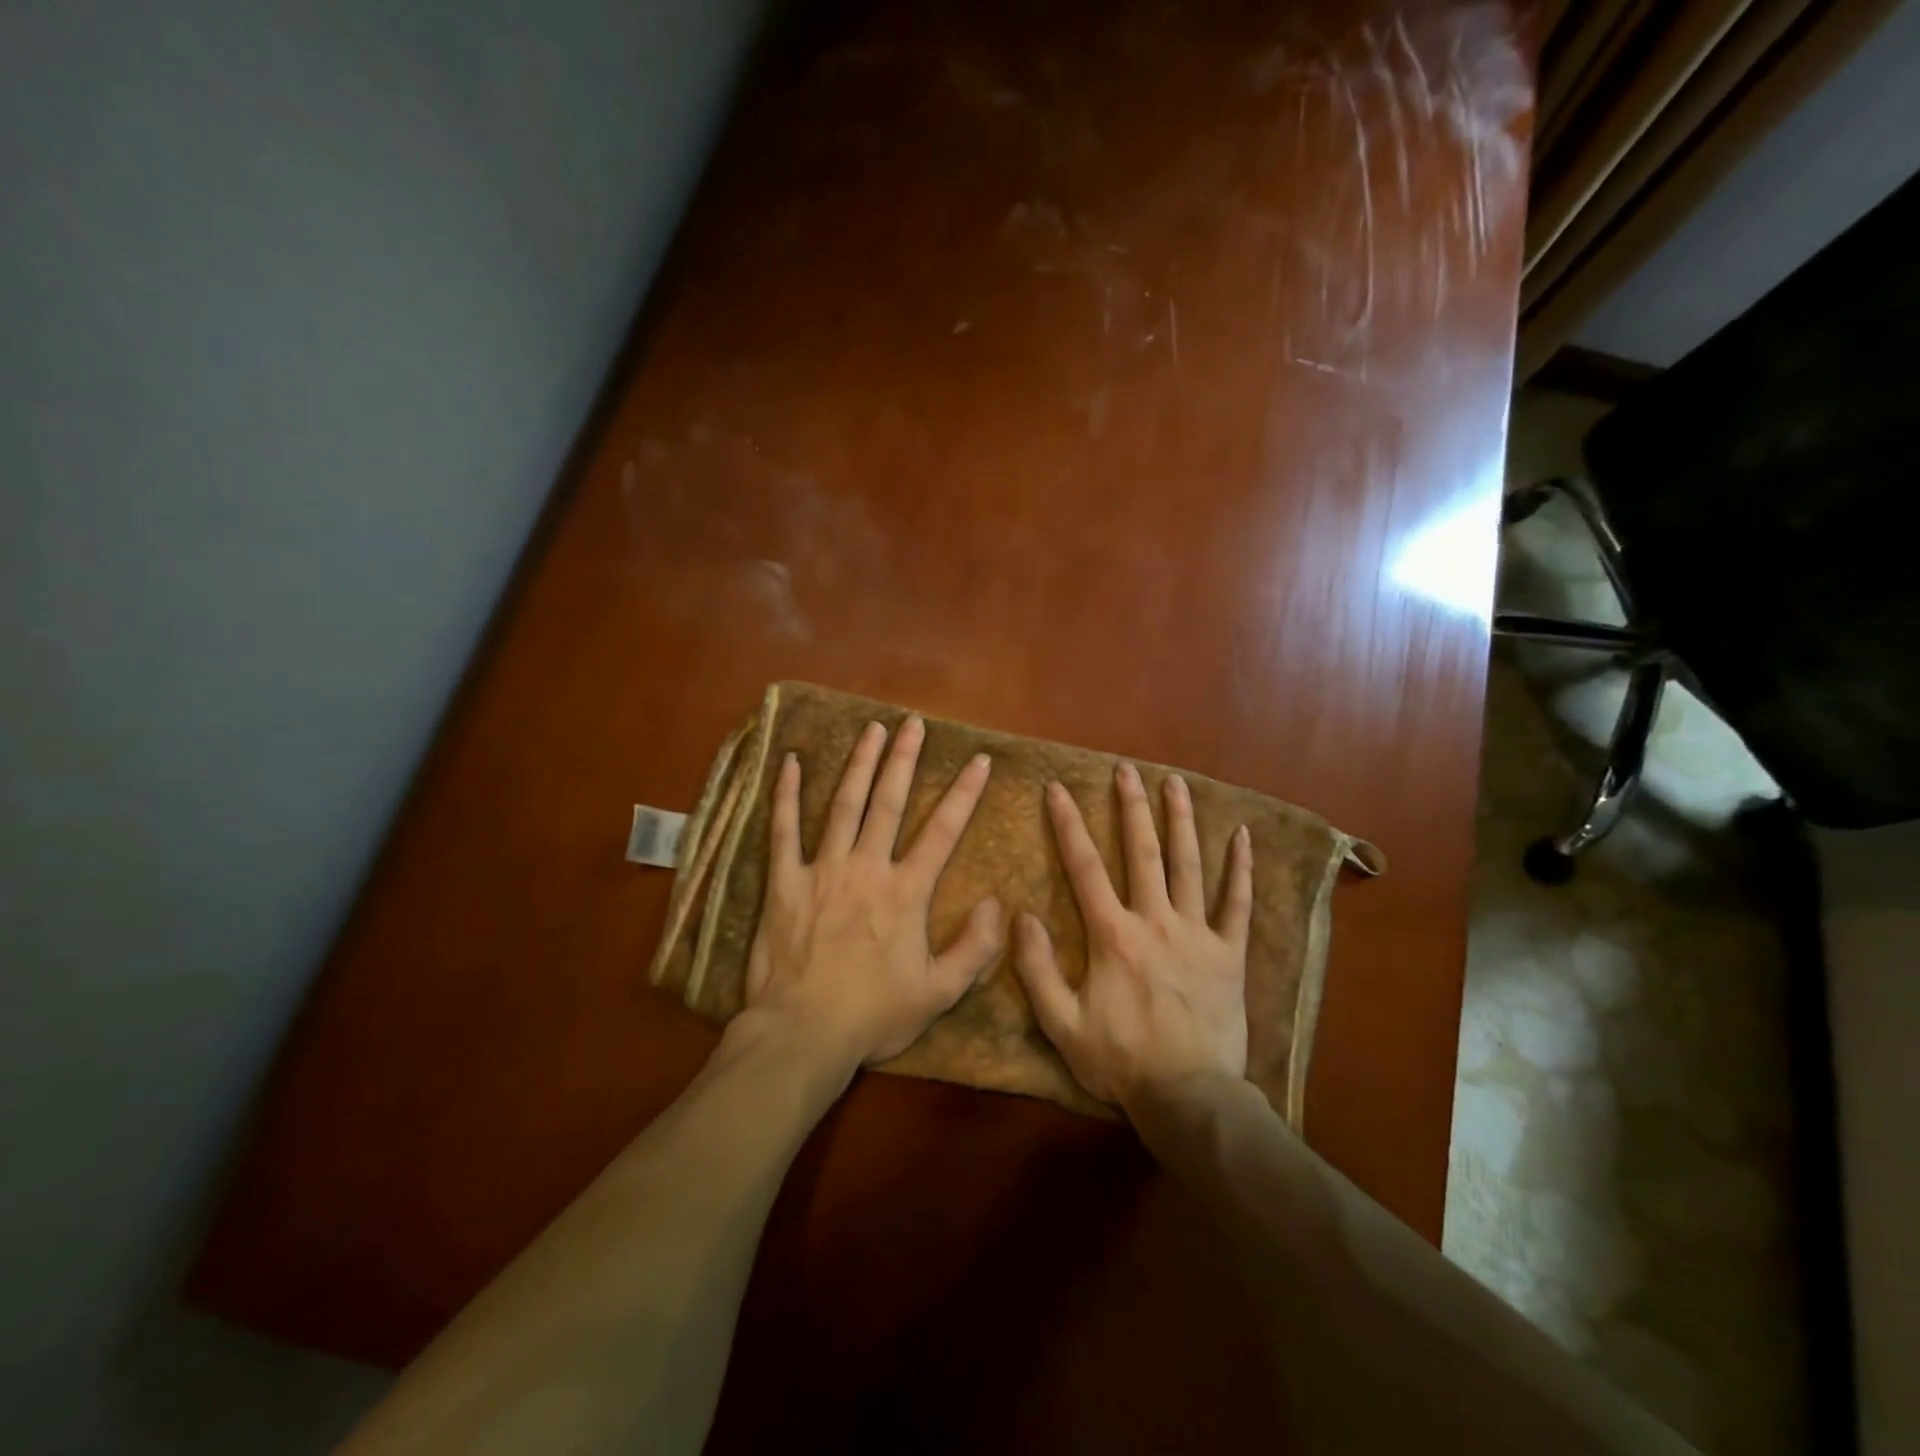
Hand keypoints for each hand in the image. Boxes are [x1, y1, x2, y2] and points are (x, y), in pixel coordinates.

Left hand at [744, 715, 1003, 1068]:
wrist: (803, 1033)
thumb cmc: (873, 1014)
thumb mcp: (939, 993)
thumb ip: (974, 948)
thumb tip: (995, 902)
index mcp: (905, 892)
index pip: (942, 831)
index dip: (964, 793)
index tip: (979, 760)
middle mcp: (866, 868)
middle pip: (890, 802)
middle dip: (905, 759)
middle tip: (914, 723)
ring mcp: (822, 870)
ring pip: (844, 805)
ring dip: (860, 764)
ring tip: (872, 729)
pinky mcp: (784, 882)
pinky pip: (783, 830)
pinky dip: (786, 795)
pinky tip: (790, 762)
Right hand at [1013, 763, 1252, 1110]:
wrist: (1189, 1096)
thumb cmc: (1121, 1060)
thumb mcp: (1061, 1024)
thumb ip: (1036, 969)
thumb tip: (1021, 916)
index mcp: (1113, 935)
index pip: (1085, 867)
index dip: (1068, 825)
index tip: (1058, 789)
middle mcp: (1156, 921)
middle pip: (1142, 852)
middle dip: (1131, 807)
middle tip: (1126, 769)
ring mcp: (1197, 934)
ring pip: (1189, 865)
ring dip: (1181, 821)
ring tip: (1175, 783)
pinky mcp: (1229, 953)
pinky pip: (1238, 903)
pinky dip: (1240, 868)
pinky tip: (1243, 835)